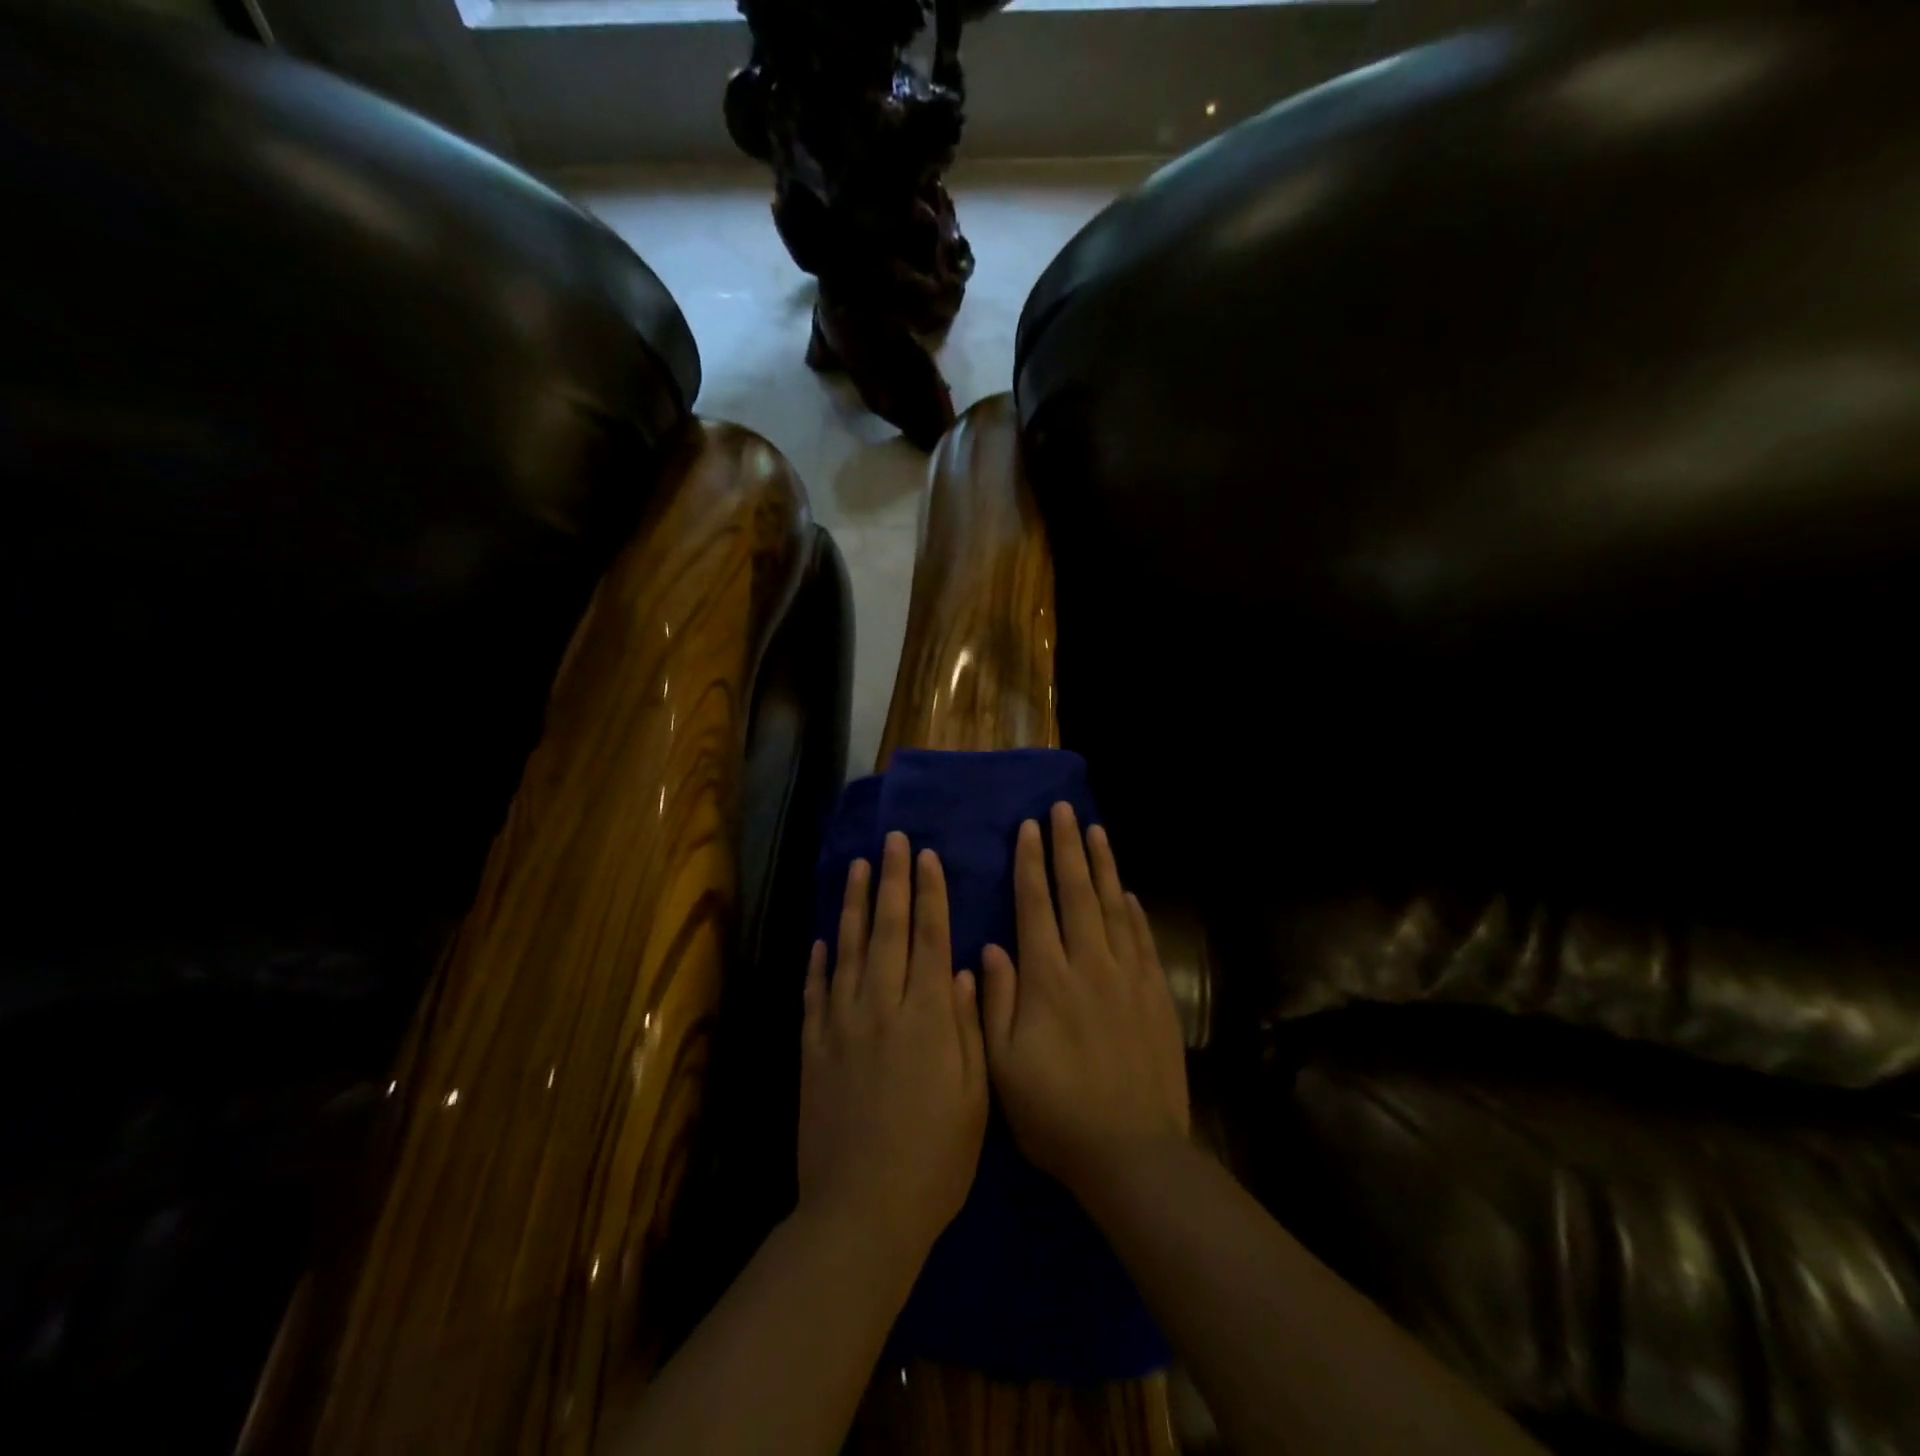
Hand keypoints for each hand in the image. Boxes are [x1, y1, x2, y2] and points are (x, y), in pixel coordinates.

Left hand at [798, 832, 987, 1268]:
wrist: (862, 1210)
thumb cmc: (935, 1157)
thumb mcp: (975, 1096)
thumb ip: (969, 1027)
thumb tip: (967, 971)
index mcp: (928, 1017)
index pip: (931, 938)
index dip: (930, 894)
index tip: (927, 857)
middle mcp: (882, 1007)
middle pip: (888, 930)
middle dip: (893, 881)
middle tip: (893, 841)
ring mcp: (842, 1025)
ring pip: (848, 950)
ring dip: (854, 905)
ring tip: (858, 867)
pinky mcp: (813, 1048)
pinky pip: (816, 992)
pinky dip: (819, 961)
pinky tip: (822, 938)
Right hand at [981, 803, 1188, 1199]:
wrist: (1132, 1153)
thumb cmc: (1056, 1113)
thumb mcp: (1004, 1065)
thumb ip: (996, 1001)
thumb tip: (991, 948)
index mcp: (1048, 979)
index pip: (1036, 906)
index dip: (1031, 864)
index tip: (1029, 829)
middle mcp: (1090, 966)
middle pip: (1078, 894)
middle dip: (1068, 849)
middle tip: (1064, 810)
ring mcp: (1128, 978)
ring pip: (1114, 908)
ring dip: (1103, 867)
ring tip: (1096, 832)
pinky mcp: (1156, 997)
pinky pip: (1143, 940)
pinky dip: (1134, 911)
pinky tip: (1128, 893)